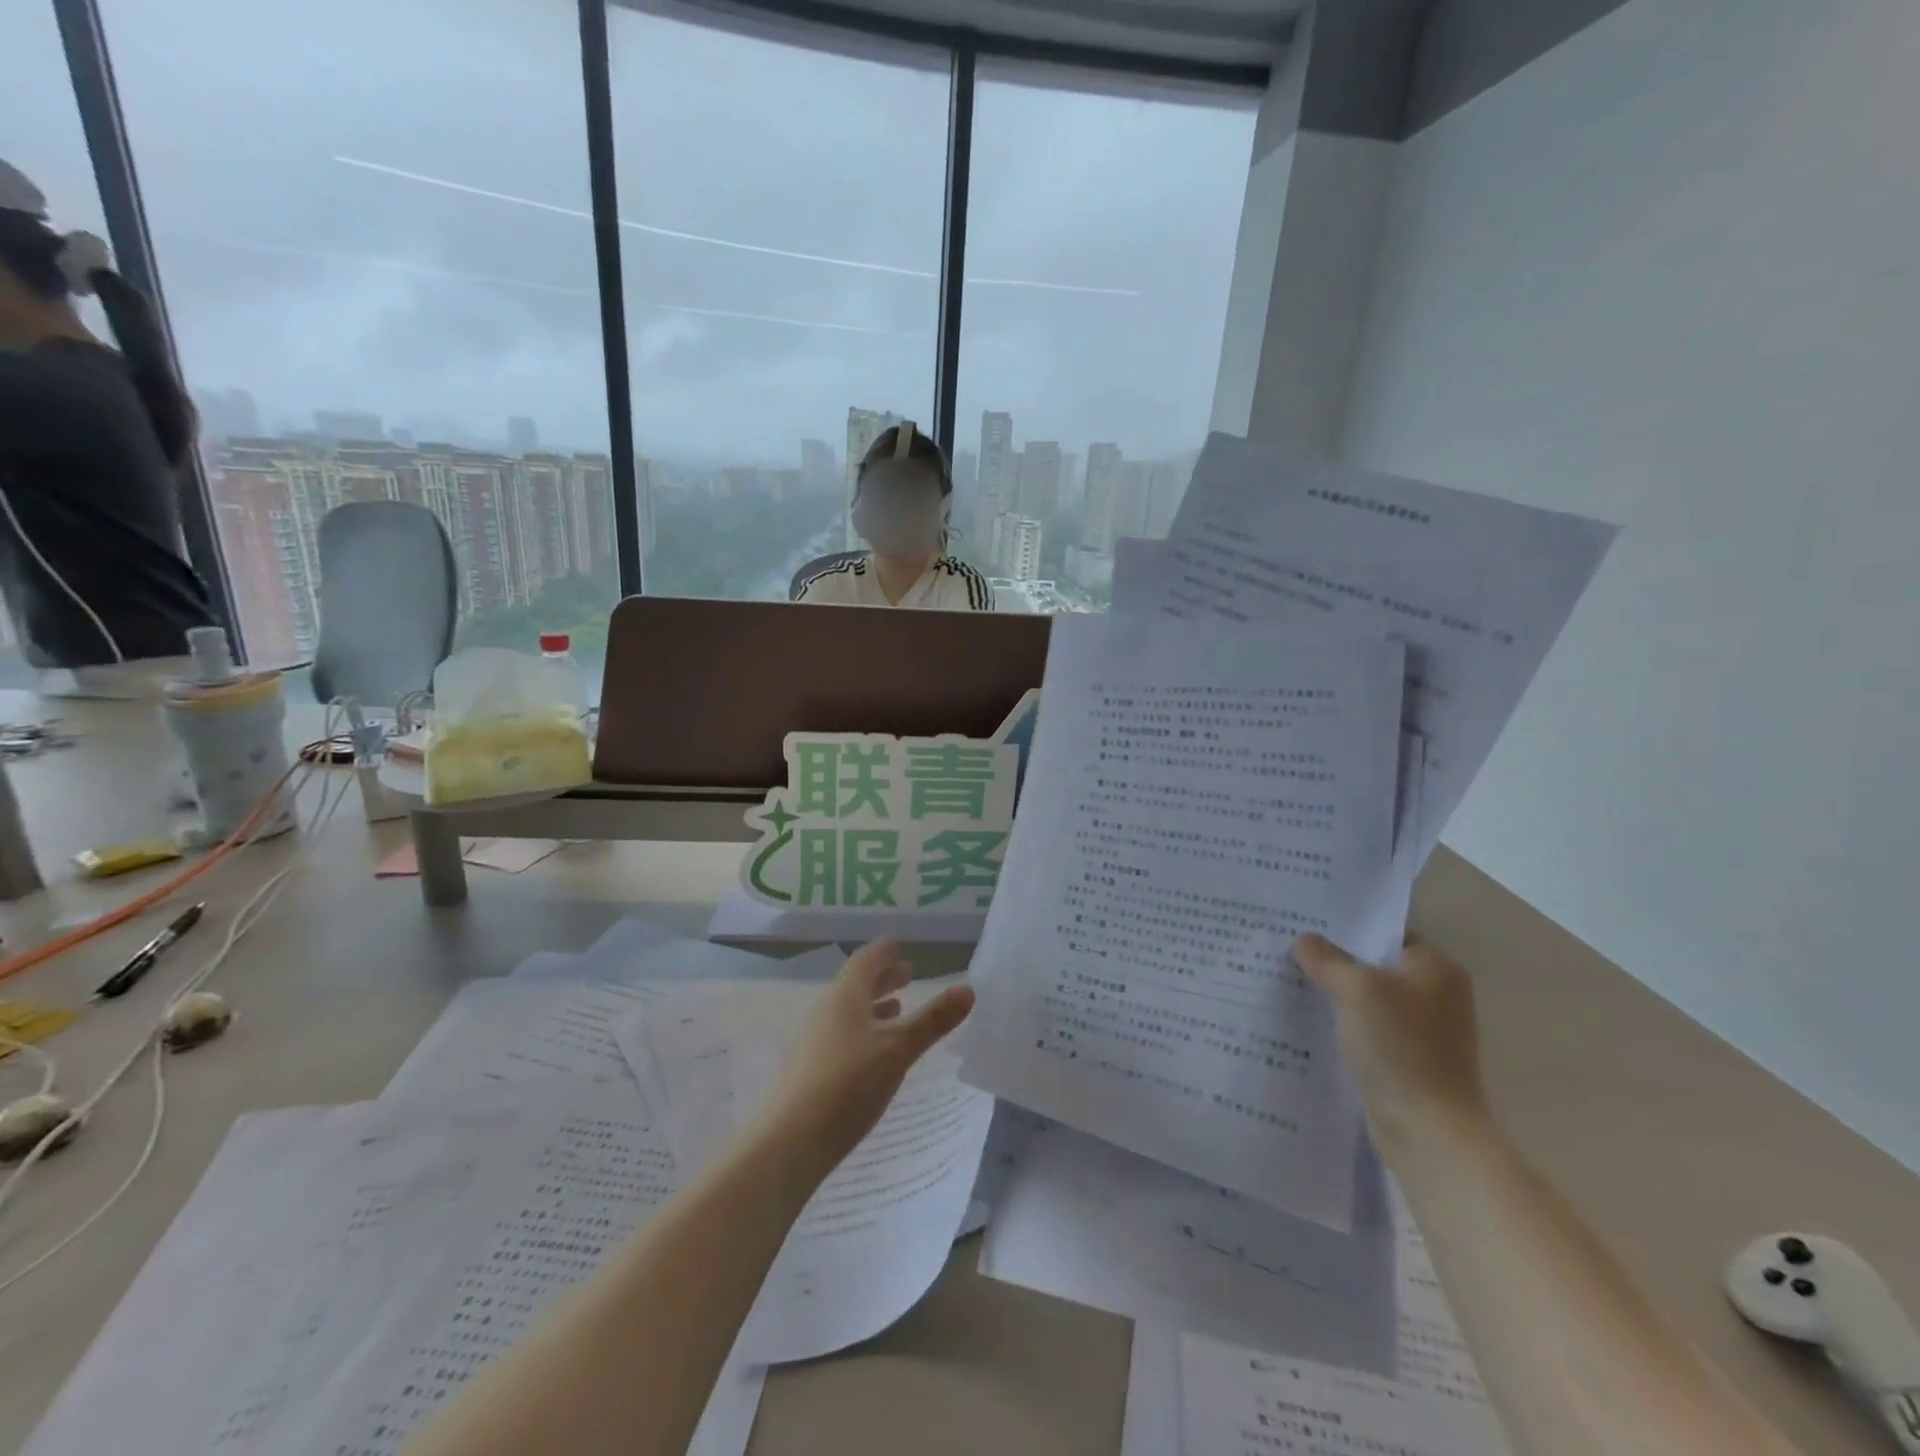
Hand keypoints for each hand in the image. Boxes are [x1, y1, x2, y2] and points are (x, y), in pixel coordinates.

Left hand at [769, 939, 974, 1175]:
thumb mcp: (899, 1049)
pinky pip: (842, 1034)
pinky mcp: (810, 1068)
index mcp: (845, 996)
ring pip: (849, 1011)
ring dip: (874, 1005)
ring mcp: (815, 1040)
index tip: (900, 944)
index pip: (866, 960)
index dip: (885, 951)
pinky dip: (864, 1030)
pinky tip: (875, 1051)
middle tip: (909, 973)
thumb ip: (933, 1020)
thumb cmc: (849, 1084)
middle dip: (884, 978)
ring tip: (898, 1008)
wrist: (791, 1141)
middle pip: (856, 984)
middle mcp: (826, 1010)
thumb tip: (968, 988)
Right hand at [1293, 933, 1489, 1162]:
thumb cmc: (1399, 1048)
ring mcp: (1424, 1030)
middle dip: (1333, 960)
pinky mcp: (1408, 1059)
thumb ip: (1326, 959)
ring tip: (1289, 981)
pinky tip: (1307, 1021)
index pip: (1385, 931)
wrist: (1429, 1131)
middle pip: (1374, 964)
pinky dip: (1342, 1024)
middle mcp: (1436, 993)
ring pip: (1368, 998)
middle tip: (1287, 949)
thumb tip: (1304, 941)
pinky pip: (1367, 1029)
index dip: (1345, 926)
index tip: (1303, 923)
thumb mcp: (1355, 989)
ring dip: (1334, 994)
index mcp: (1436, 967)